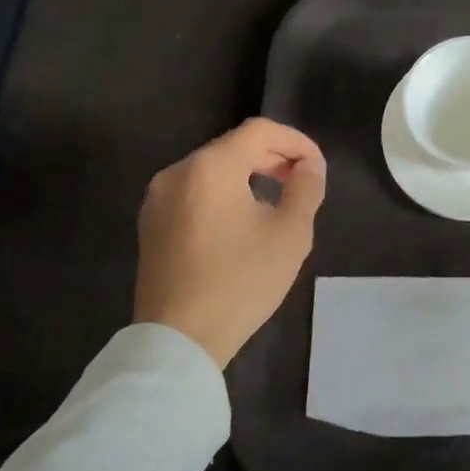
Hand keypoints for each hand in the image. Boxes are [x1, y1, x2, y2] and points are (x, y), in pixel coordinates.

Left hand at [134, 119, 326, 367]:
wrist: (178, 339)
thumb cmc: (240, 281)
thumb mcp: (290, 234)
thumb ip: (306, 188)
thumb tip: (309, 167)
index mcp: (211, 167)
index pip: (260, 131)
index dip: (296, 141)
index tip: (317, 168)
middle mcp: (178, 172)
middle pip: (234, 146)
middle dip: (273, 157)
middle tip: (303, 182)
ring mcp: (159, 199)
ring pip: (213, 168)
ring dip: (250, 174)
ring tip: (277, 201)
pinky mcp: (152, 224)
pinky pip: (195, 191)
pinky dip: (225, 193)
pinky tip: (243, 221)